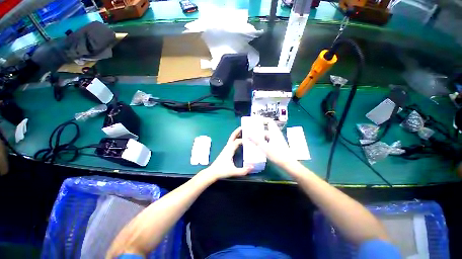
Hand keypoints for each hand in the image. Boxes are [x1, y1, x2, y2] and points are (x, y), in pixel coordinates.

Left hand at [203, 127, 252, 179]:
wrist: (212, 172)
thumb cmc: (222, 171)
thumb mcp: (233, 171)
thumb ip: (243, 170)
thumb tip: (253, 167)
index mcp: (229, 150)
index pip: (237, 141)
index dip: (244, 140)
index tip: (251, 139)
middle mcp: (227, 147)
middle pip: (232, 137)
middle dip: (237, 131)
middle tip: (243, 127)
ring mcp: (226, 149)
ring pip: (231, 139)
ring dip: (236, 135)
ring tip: (242, 132)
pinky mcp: (225, 151)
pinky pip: (231, 142)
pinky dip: (235, 139)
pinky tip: (238, 142)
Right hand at [250, 118, 295, 167]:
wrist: (287, 163)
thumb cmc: (277, 154)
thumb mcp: (264, 147)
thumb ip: (256, 140)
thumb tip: (247, 135)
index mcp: (274, 132)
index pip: (269, 121)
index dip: (262, 120)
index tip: (255, 122)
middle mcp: (275, 134)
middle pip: (266, 129)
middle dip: (258, 130)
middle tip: (250, 131)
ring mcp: (276, 140)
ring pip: (266, 136)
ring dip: (259, 136)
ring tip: (251, 138)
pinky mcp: (276, 145)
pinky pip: (267, 140)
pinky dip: (262, 141)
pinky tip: (256, 145)